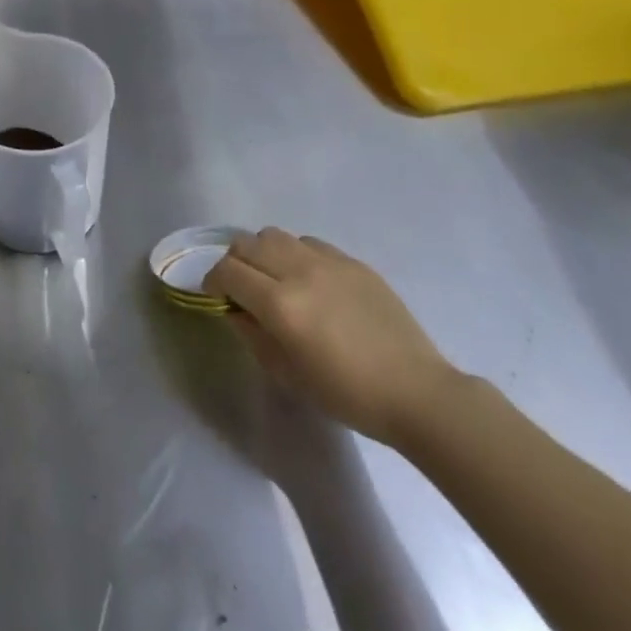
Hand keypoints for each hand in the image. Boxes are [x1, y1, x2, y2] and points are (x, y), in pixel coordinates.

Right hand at [205, 227, 456, 447]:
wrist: (416, 392)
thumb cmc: (346, 394)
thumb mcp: (286, 373)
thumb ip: (252, 333)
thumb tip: (235, 308)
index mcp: (280, 304)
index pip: (228, 271)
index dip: (214, 281)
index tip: (218, 298)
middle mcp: (299, 271)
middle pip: (246, 243)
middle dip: (234, 262)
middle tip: (241, 287)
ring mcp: (328, 262)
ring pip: (275, 235)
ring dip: (264, 253)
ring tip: (274, 279)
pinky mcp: (353, 261)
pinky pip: (309, 243)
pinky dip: (296, 254)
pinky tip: (309, 280)